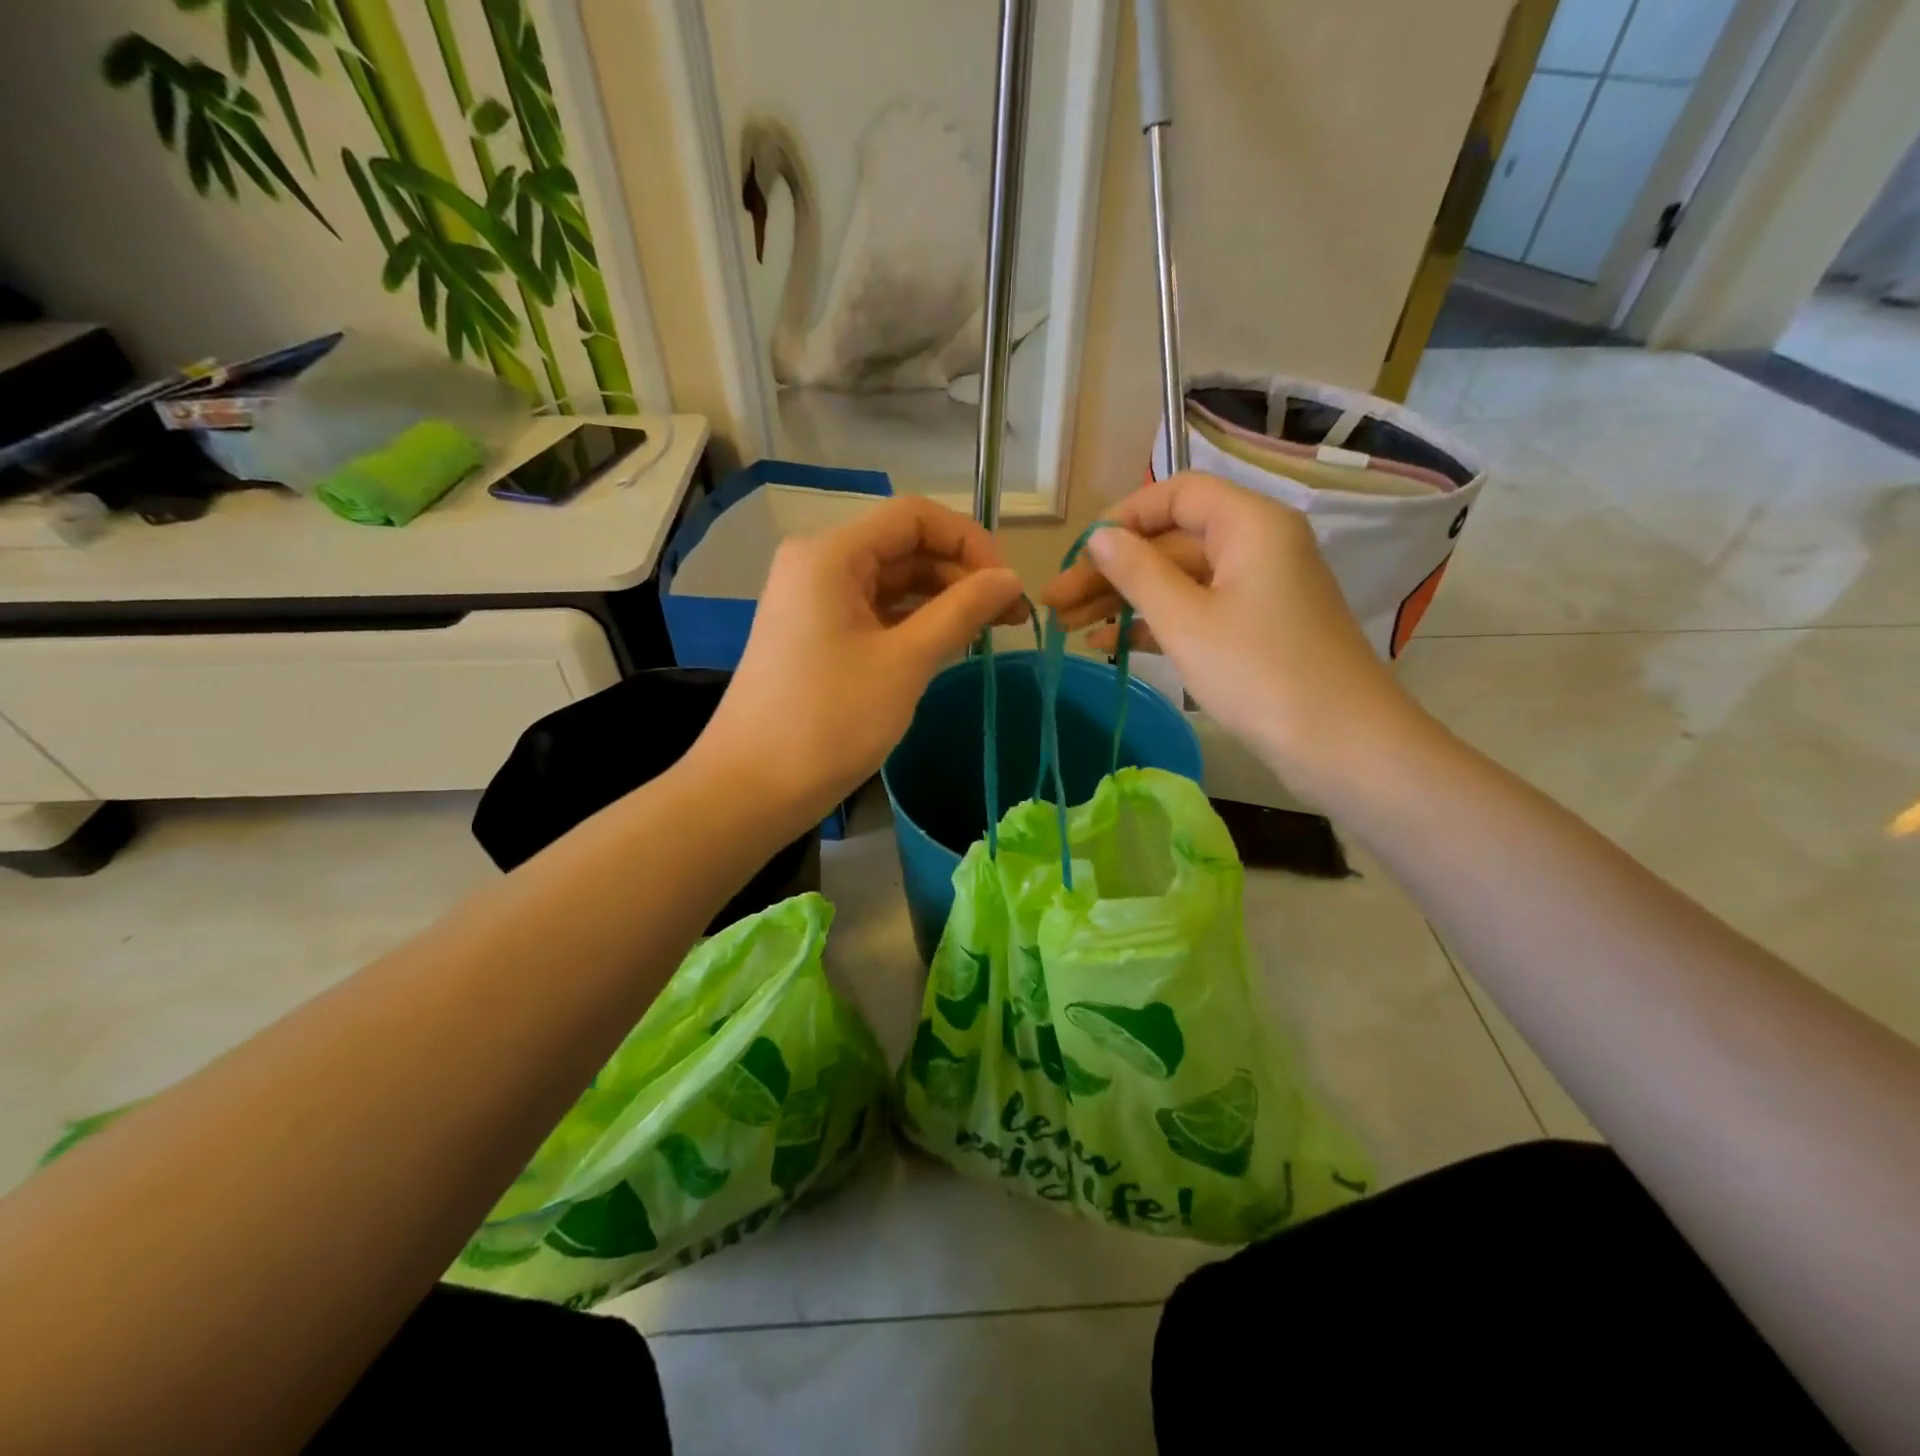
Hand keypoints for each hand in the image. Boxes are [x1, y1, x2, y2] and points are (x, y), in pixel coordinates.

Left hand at [694, 495, 1026, 824]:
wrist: (752, 788)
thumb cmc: (828, 721)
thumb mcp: (905, 663)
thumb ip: (961, 612)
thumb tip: (1012, 579)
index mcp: (831, 555)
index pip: (913, 517)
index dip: (969, 541)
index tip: (1007, 585)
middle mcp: (818, 564)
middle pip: (903, 546)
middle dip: (960, 573)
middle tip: (1009, 615)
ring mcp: (814, 600)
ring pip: (891, 581)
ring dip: (941, 599)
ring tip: (989, 631)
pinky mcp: (816, 634)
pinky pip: (874, 611)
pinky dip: (913, 622)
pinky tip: (948, 643)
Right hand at [1041, 472, 1421, 791]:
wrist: (1340, 745)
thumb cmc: (1259, 672)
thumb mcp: (1185, 620)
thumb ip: (1136, 572)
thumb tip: (1098, 537)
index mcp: (1249, 524)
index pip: (1176, 493)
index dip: (1123, 517)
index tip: (1080, 553)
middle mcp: (1256, 545)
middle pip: (1171, 541)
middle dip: (1111, 570)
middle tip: (1054, 602)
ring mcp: (1257, 590)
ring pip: (1178, 580)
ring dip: (1124, 600)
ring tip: (1067, 625)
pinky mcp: (1254, 629)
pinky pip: (1195, 611)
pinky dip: (1154, 624)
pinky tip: (1107, 645)